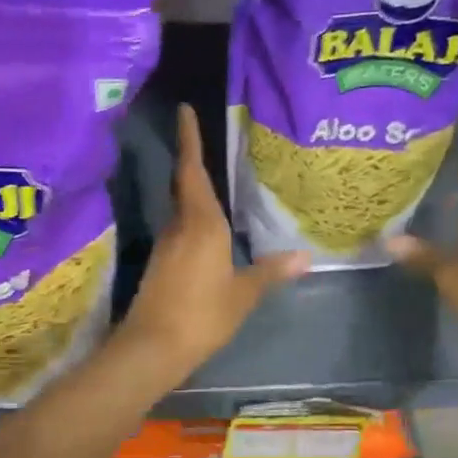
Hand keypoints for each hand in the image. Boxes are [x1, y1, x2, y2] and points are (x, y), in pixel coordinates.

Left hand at [118, 103, 308, 378]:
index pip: (193, 170)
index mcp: (202, 224)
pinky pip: (181, 231)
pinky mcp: (160, 265)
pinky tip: (210, 231)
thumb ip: (270, 272)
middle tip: (210, 142)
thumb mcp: (243, 294)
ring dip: (196, 193)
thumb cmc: (202, 315)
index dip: (189, 139)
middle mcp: (180, 227)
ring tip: (219, 183)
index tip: (183, 110)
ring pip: (183, 209)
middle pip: (186, 186)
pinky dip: (194, 221)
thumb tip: (305, 258)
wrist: (152, 348)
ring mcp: (166, 246)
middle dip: (194, 162)